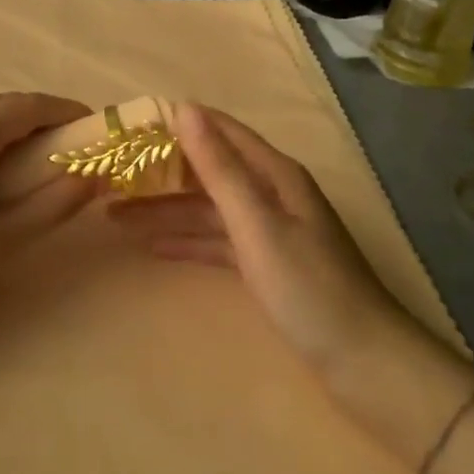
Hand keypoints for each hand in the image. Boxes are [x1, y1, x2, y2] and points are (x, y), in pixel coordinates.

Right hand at [110, 105, 411, 382]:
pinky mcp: (265, 264)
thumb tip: (184, 109)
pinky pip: (217, 242)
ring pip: (207, 209)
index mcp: (274, 174)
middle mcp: (271, 193)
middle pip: (208, 171)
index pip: (219, 131)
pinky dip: (187, 242)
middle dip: (161, 172)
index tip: (129, 126)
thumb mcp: (257, 223)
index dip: (177, 124)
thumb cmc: (308, 287)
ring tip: (116, 216)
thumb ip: (219, 168)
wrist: (364, 363)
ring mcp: (268, 230)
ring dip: (166, 211)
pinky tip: (153, 247)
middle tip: (110, 178)